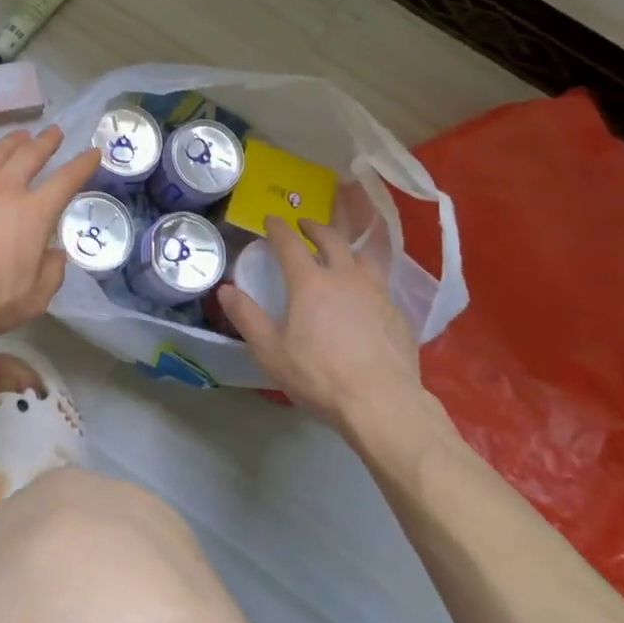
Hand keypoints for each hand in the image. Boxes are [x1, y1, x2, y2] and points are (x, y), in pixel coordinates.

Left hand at [0, 126, 99, 336]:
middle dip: (45, 142)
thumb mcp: (33, 299)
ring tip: (18, 136)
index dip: (82, 165)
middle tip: (54, 132)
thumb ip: (51, 274)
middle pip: (29, 155)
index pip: (66, 181)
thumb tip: (55, 254)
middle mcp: (4, 189)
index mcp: (33, 213)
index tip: (93, 152)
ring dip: (9, 142)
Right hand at [219, 217, 445, 448]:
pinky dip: (367, 278)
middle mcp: (344, 277)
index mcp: (310, 282)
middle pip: (331, 239)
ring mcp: (376, 293)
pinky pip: (380, 284)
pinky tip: (365, 294)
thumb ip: (246, 317)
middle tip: (305, 225)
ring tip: (340, 253)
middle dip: (315, 228)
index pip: (289, 243)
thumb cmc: (319, 376)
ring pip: (362, 257)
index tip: (270, 219)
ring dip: (346, 248)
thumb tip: (225, 290)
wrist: (382, 403)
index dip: (277, 228)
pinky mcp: (398, 313)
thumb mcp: (270, 351)